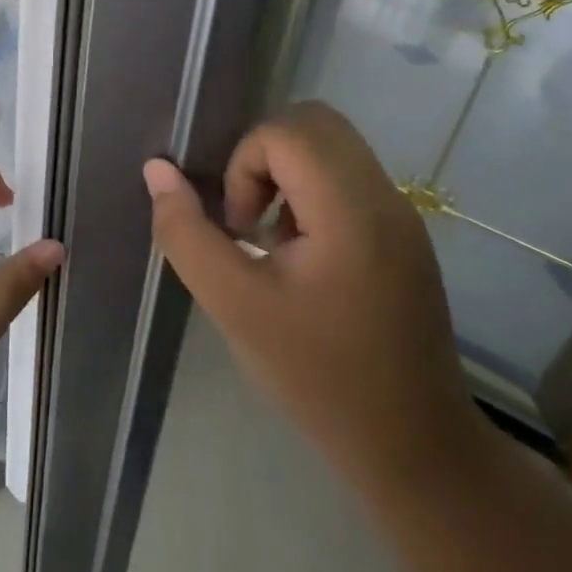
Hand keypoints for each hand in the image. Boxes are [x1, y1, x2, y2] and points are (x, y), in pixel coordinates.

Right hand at [145, 102, 484, 489]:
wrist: (414, 449)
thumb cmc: (318, 378)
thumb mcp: (234, 306)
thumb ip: (186, 232)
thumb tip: (157, 170)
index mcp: (350, 210)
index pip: (287, 131)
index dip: (244, 165)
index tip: (241, 229)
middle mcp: (384, 197)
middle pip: (315, 122)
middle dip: (264, 156)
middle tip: (251, 220)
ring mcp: (401, 215)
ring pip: (333, 146)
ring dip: (287, 175)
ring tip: (273, 242)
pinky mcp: (405, 235)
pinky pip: (349, 178)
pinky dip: (311, 194)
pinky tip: (302, 258)